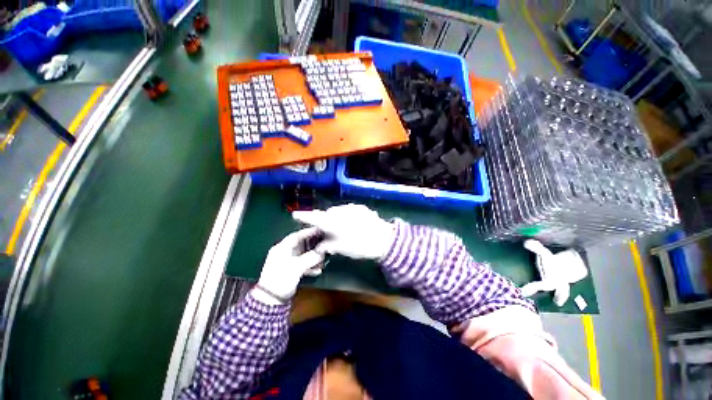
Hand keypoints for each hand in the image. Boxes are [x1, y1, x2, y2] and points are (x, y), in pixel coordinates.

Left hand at [253, 227, 324, 304]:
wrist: (271, 299)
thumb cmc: (282, 278)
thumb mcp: (298, 266)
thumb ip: (311, 257)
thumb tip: (322, 252)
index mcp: (282, 248)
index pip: (296, 236)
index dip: (308, 232)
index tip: (319, 230)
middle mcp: (283, 253)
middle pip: (301, 245)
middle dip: (313, 245)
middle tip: (323, 244)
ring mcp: (286, 262)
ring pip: (303, 255)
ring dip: (313, 257)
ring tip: (323, 260)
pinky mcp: (289, 271)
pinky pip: (302, 264)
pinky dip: (310, 266)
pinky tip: (318, 270)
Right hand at [293, 204, 395, 259]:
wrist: (385, 239)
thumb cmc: (361, 246)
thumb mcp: (342, 249)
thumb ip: (328, 246)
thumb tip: (319, 247)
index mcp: (333, 223)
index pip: (315, 218)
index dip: (304, 216)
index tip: (295, 214)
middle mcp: (340, 212)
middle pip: (326, 214)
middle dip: (323, 219)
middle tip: (323, 228)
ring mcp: (351, 208)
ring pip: (337, 211)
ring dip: (335, 217)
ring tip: (339, 227)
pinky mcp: (360, 208)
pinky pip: (347, 210)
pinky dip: (345, 216)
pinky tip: (350, 223)